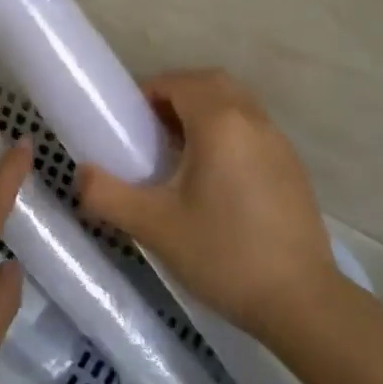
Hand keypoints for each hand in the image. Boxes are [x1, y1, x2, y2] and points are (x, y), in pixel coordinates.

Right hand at [79, 69, 345, 348]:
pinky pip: (253, 129)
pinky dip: (228, 132)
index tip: (130, 122)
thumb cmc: (222, 254)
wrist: (300, 301)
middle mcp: (253, 121)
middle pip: (212, 83)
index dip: (149, 92)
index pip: (180, 82)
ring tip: (179, 152)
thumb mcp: (153, 226)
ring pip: (237, 104)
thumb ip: (107, 195)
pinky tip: (215, 178)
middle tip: (152, 129)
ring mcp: (279, 143)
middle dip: (177, 94)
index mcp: (220, 123)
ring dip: (205, 111)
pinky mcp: (293, 168)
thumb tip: (82, 175)